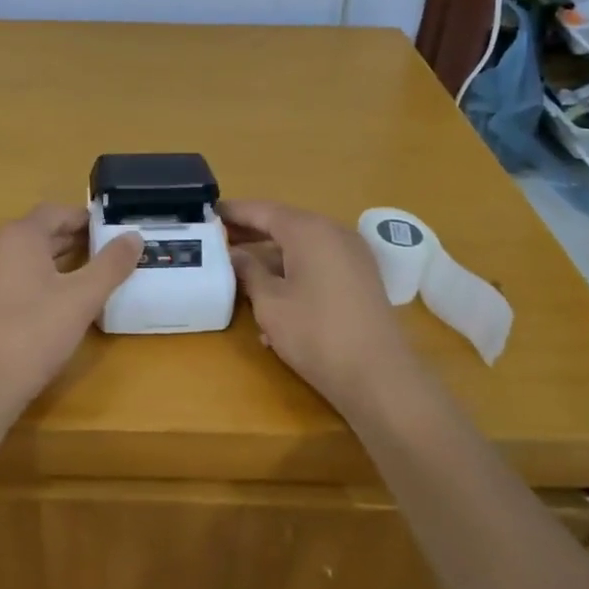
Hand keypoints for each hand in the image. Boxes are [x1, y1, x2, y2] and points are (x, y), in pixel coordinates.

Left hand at [0, 205, 143, 409]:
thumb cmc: (33, 335)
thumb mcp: (82, 299)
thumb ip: (111, 264)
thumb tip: (133, 236)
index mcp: (16, 236)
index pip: (54, 212)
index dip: (83, 219)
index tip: (106, 232)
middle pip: (33, 233)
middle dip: (66, 241)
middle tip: (98, 256)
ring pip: (14, 257)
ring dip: (44, 261)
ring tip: (74, 279)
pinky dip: (22, 281)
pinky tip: (39, 306)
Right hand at [220, 199, 417, 409]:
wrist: (379, 377)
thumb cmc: (316, 334)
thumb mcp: (270, 303)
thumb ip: (249, 271)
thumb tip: (235, 254)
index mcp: (309, 231)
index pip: (263, 210)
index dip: (234, 212)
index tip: (208, 212)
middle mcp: (334, 233)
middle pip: (284, 224)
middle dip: (251, 232)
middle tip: (218, 240)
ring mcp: (352, 255)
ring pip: (302, 246)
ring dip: (271, 256)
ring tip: (239, 271)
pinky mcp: (361, 278)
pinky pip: (319, 263)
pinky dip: (294, 271)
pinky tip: (273, 297)